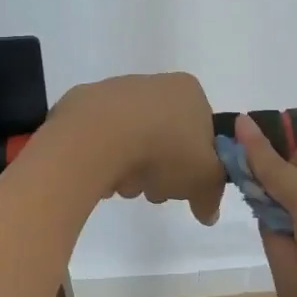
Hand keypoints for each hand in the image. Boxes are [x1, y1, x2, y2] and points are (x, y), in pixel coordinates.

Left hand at [46, 74, 226, 224]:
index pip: (201, 131)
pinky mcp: (84, 107)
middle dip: (162, 171)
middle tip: (155, 190)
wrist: (98, 137)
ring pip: (134, 144)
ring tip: (125, 185)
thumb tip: (208, 212)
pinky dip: (105, 162)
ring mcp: (116, 93)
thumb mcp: (204, 179)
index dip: (196, 164)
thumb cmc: (163, 149)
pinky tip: (102, 175)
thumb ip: (212, 195)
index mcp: (189, 91)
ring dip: (133, 172)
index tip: (185, 184)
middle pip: (166, 140)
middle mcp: (154, 84)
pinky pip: (103, 142)